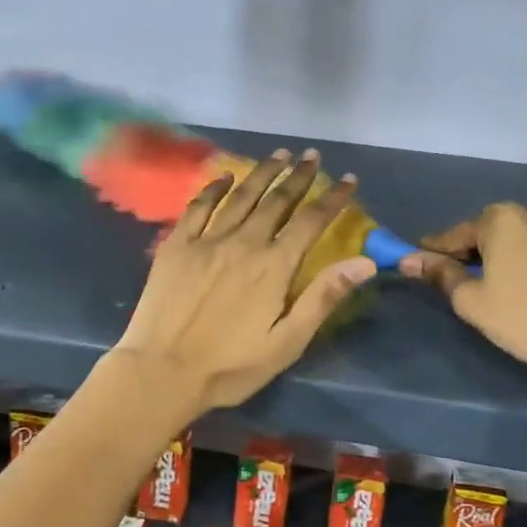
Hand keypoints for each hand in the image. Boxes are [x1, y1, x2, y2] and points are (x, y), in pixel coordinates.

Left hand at [110, 150, 375, 414]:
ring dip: (262, 173)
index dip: (333, 198)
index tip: (349, 179)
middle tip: (312, 155)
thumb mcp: (287, 342)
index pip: (311, 222)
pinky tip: (225, 177)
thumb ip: (323, 298)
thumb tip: (365, 262)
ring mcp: (206, 241)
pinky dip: (214, 188)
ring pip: (241, 196)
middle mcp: (243, 243)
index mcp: (273, 266)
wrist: (161, 372)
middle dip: (298, 176)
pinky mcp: (176, 246)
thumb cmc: (230, 366)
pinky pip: (198, 207)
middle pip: (277, 200)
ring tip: (279, 155)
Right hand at [400, 202, 526, 389]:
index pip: (461, 232)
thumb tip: (410, 259)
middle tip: (486, 278)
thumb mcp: (472, 303)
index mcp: (503, 219)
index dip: (443, 249)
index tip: (431, 261)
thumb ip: (441, 274)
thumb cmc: (526, 322)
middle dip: (492, 248)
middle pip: (505, 228)